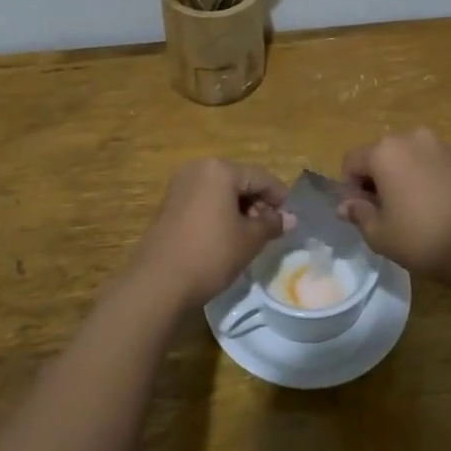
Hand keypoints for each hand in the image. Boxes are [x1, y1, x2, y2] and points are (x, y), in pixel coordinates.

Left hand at [132, 159, 293, 307]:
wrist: (159, 281)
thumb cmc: (211, 254)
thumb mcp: (249, 240)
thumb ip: (271, 223)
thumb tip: (290, 218)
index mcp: (219, 170)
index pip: (261, 177)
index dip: (280, 197)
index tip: (290, 220)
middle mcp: (198, 168)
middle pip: (239, 180)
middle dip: (258, 202)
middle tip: (270, 229)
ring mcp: (180, 184)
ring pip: (221, 190)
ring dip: (239, 208)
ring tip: (250, 235)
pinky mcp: (169, 203)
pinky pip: (204, 199)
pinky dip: (219, 212)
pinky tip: (226, 235)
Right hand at [338, 128, 450, 279]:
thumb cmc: (424, 238)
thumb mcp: (380, 234)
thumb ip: (359, 214)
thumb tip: (347, 205)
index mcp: (385, 151)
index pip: (351, 162)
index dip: (350, 188)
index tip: (362, 213)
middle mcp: (413, 139)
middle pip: (382, 156)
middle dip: (378, 180)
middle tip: (387, 214)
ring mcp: (444, 147)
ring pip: (411, 159)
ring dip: (406, 179)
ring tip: (416, 213)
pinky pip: (437, 167)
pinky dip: (431, 182)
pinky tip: (442, 211)